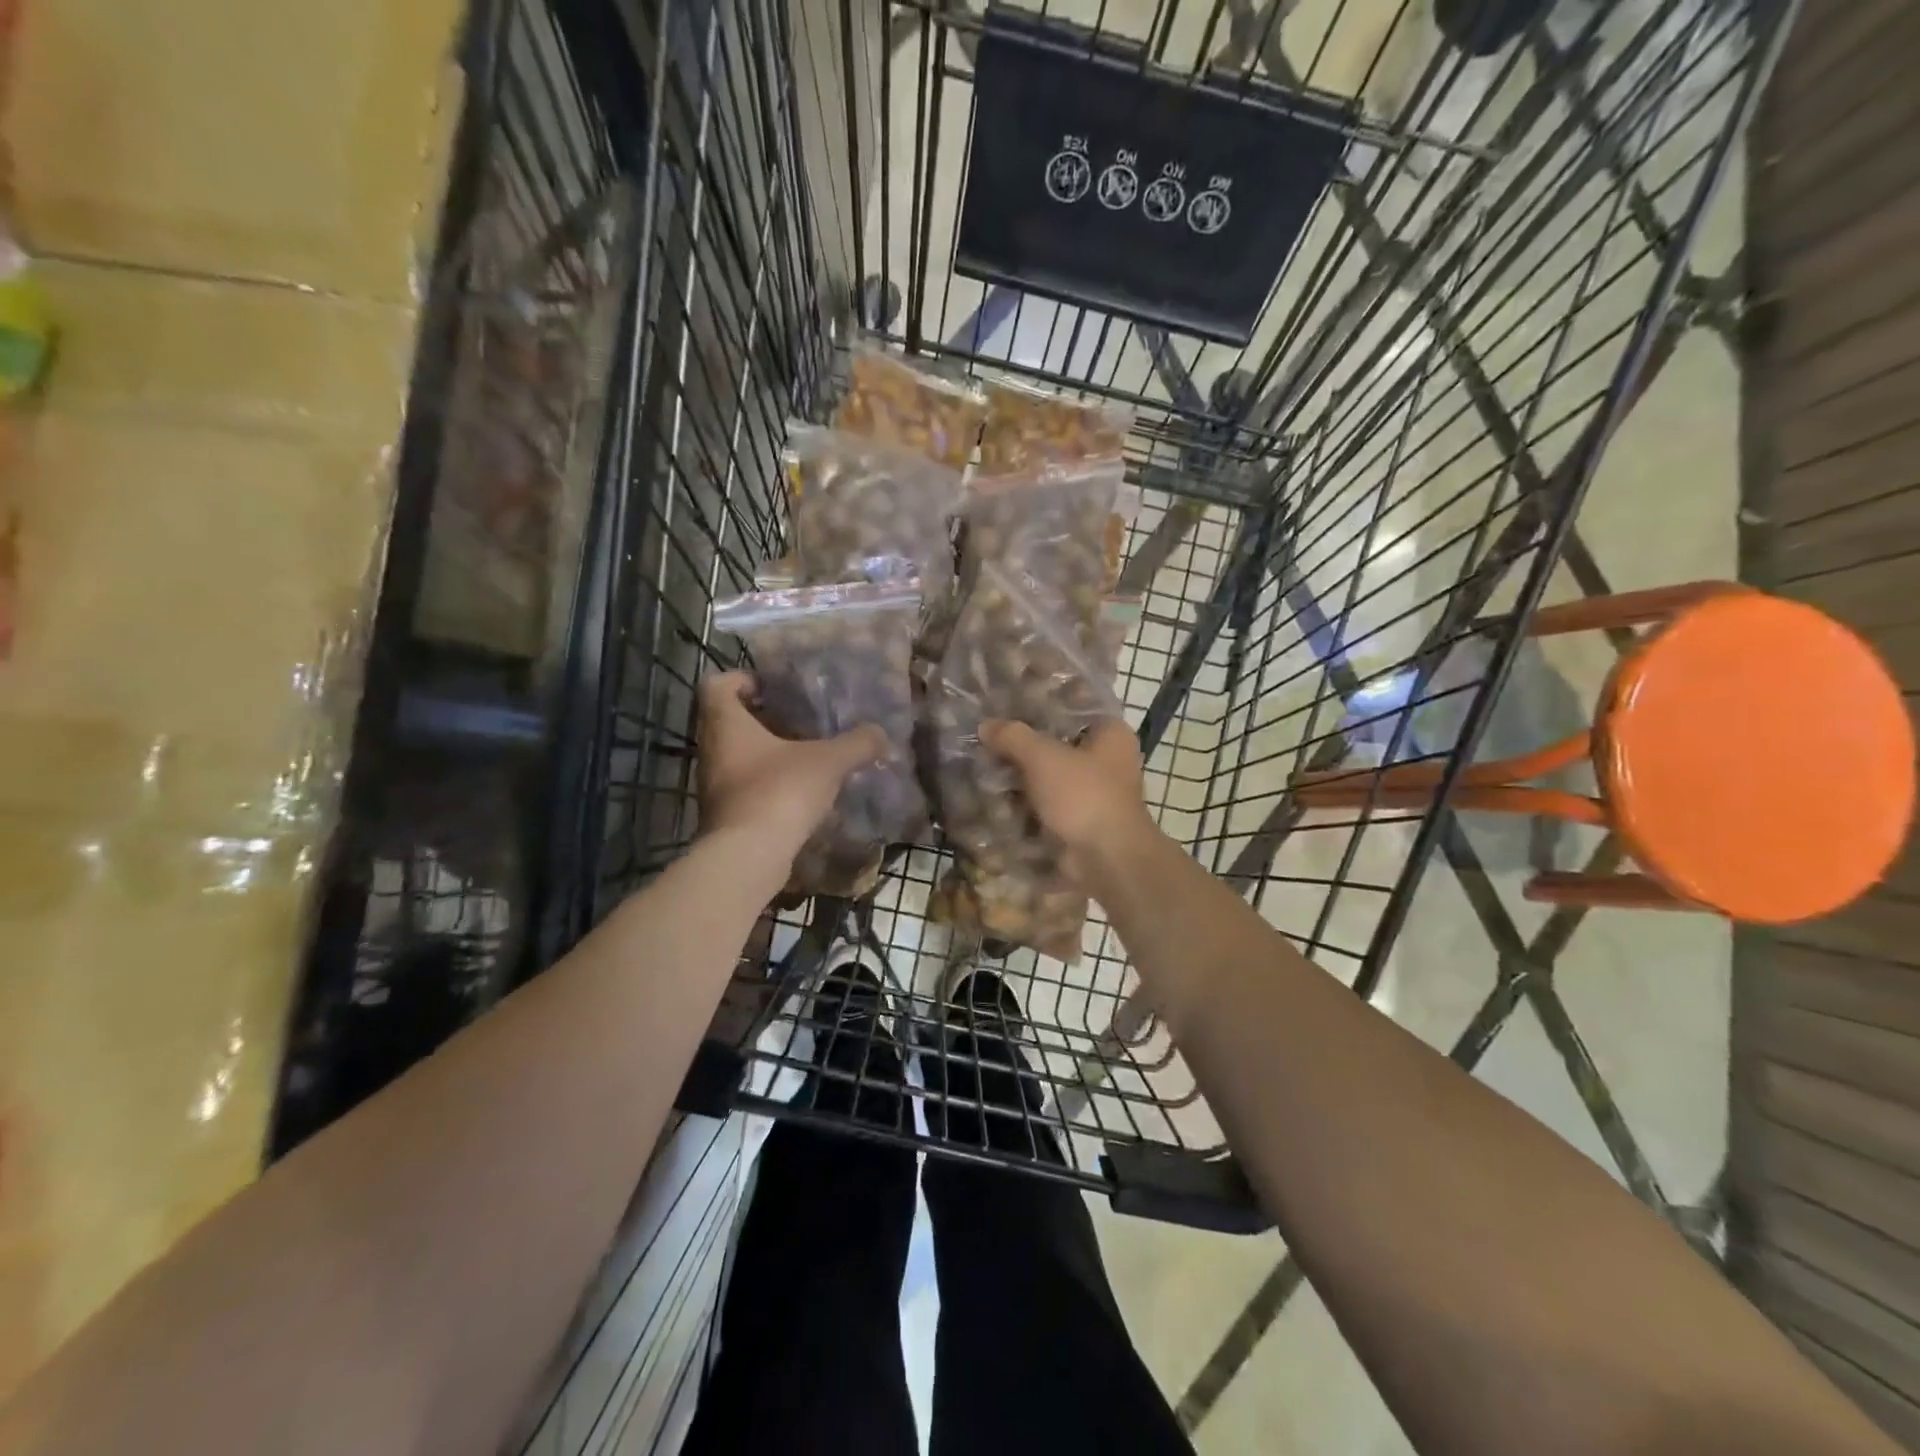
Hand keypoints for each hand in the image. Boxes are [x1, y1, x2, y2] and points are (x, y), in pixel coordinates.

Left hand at [697, 672, 886, 854]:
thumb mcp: (828, 761)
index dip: (742, 679)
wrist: (749, 857)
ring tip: (805, 754)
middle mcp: (712, 750)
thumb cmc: (780, 791)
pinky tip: (800, 791)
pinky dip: (768, 783)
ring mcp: (715, 785)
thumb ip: (856, 744)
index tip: (772, 688)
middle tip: (798, 719)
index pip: (717, 684)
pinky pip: (745, 786)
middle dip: (762, 718)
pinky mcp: (725, 815)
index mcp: (725, 723)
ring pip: (737, 756)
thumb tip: (880, 734)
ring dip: (766, 752)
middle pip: (728, 721)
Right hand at [980, 718, 1159, 879]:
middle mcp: (1107, 759)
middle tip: (987, 736)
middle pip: (1057, 742)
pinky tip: (994, 797)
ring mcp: (1093, 792)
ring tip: (983, 766)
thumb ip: (1013, 736)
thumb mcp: (1043, 757)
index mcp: (1110, 734)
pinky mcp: (1079, 819)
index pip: (1072, 706)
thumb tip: (985, 725)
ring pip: (1049, 775)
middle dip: (1023, 745)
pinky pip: (1046, 803)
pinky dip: (1024, 803)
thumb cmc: (1083, 795)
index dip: (1039, 703)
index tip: (1006, 702)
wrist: (1106, 859)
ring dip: (1020, 776)